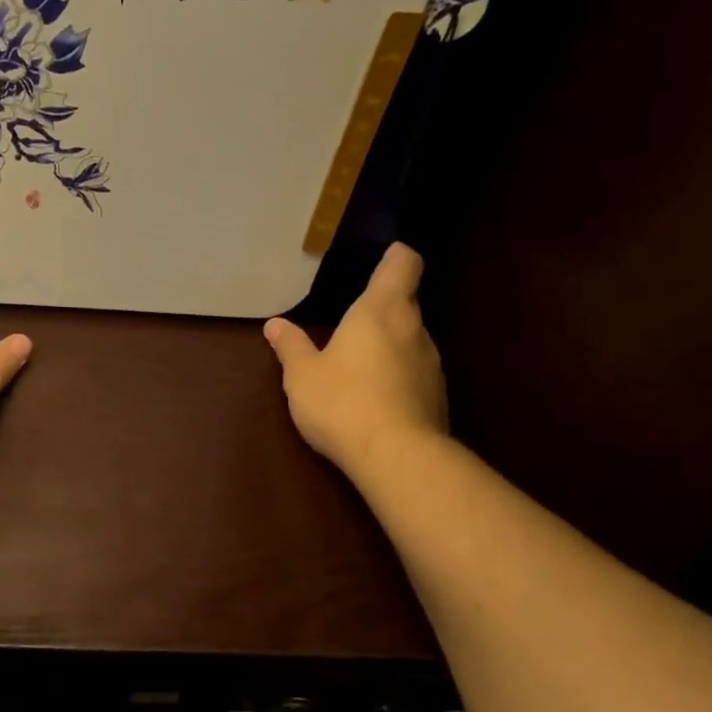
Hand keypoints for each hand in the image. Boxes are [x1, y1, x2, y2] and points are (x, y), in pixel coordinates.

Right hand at [263, 242, 447, 475]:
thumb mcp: (302, 375)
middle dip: (383, 306)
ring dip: (390, 344)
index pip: (403, 265)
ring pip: (411, 339)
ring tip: (360, 362)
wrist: (396, 456)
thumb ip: (290, 346)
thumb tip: (275, 324)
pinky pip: (415, 372)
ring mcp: (431, 363)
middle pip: (406, 303)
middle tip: (354, 318)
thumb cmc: (342, 402)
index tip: (385, 255)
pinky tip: (375, 396)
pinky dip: (397, 374)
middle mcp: (413, 328)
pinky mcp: (437, 395)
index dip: (396, 256)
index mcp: (380, 311)